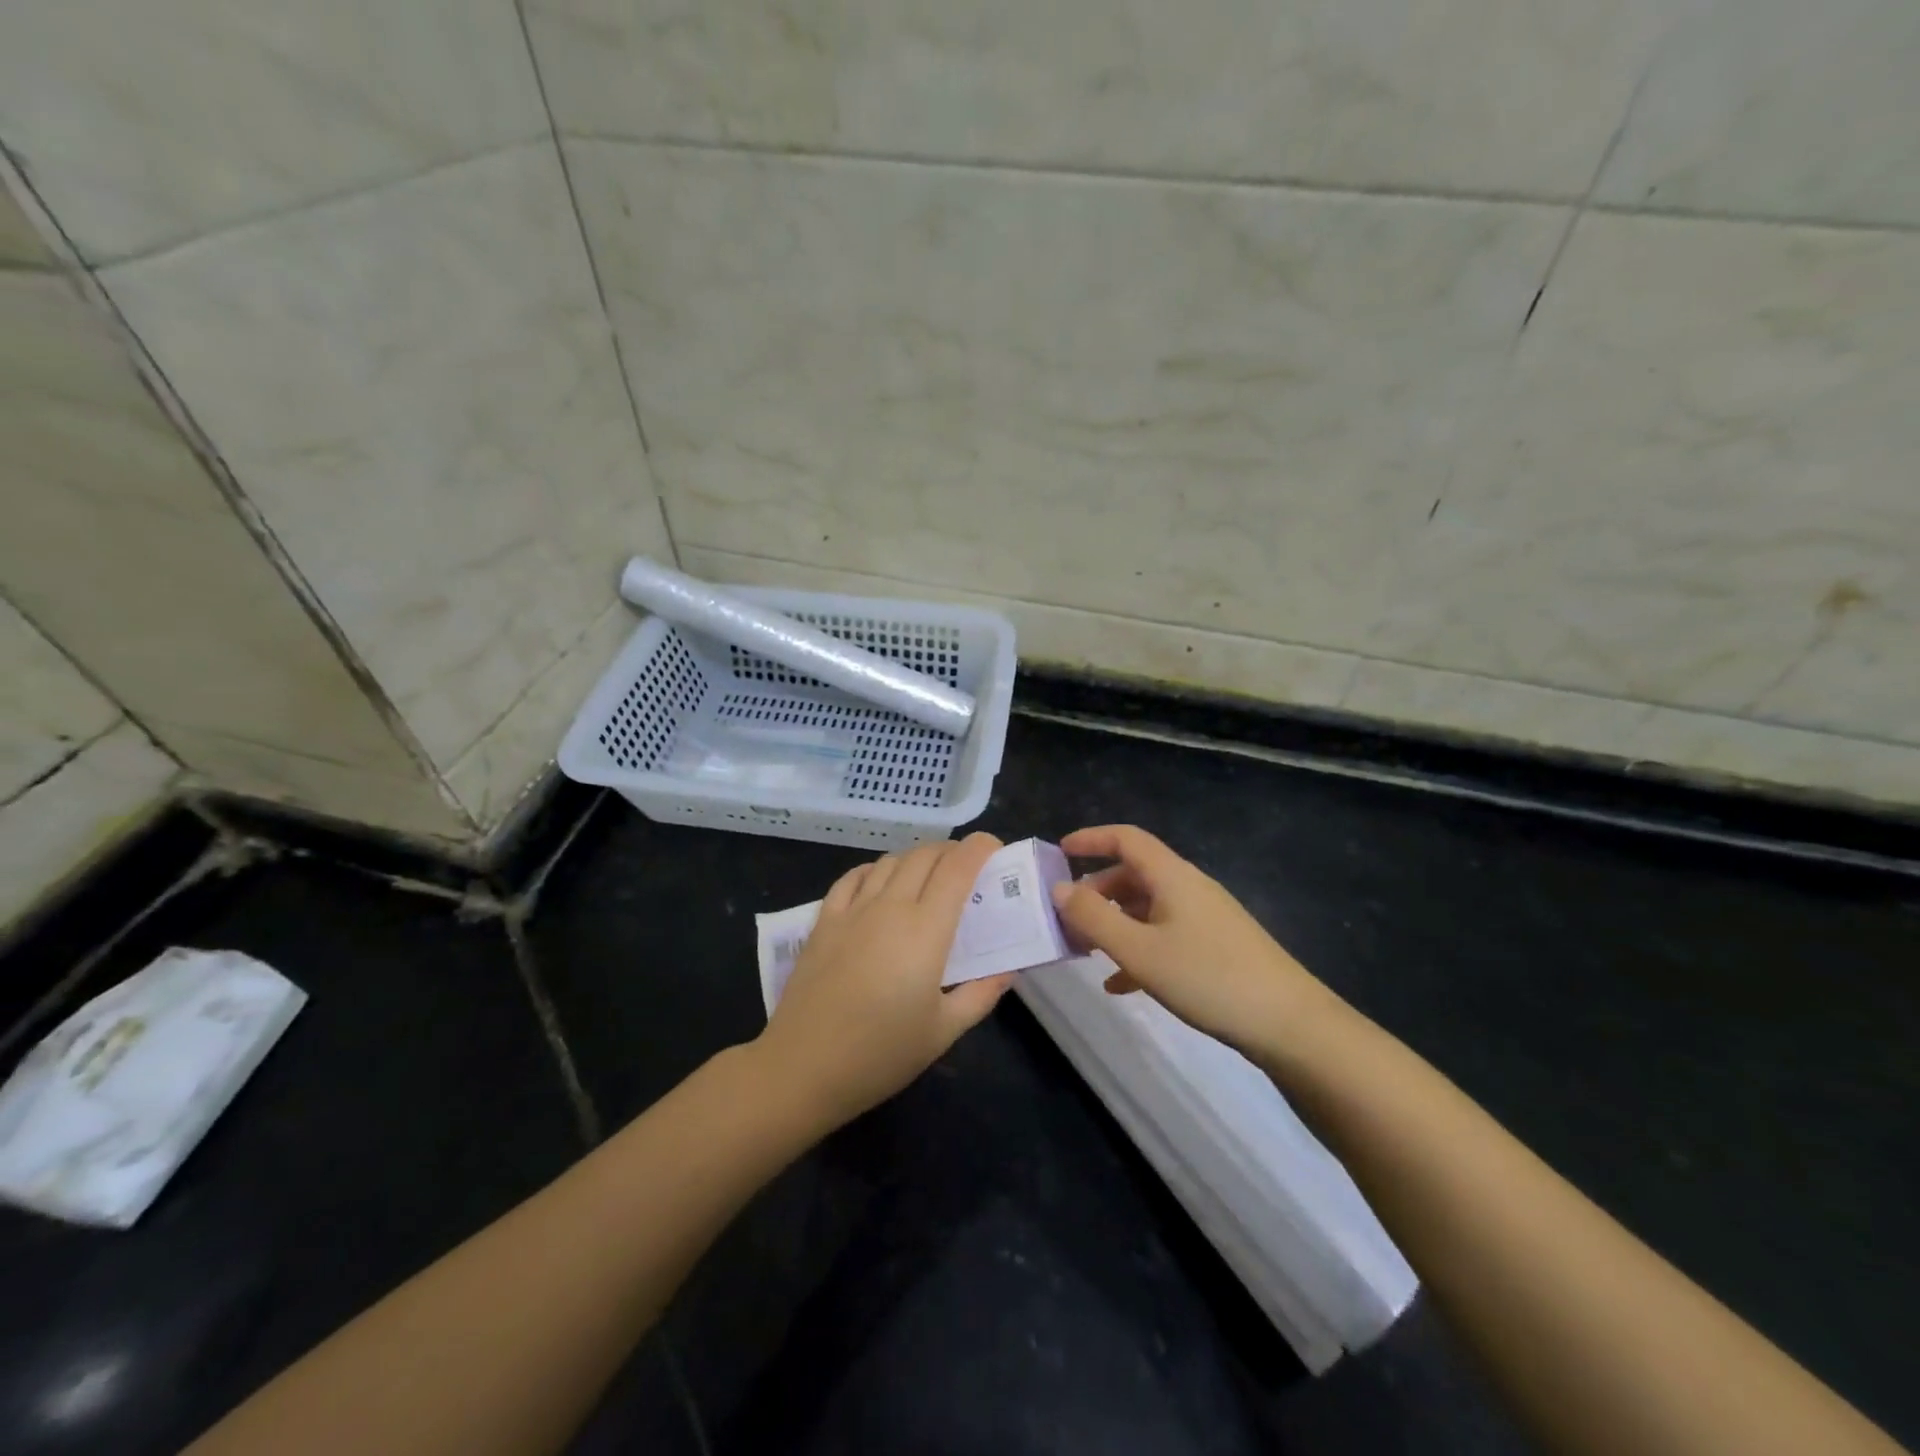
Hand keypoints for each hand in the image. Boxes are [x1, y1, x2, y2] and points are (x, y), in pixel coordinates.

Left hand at [756, 832, 1013, 1128]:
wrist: (802, 1067)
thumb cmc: (881, 1054)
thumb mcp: (944, 1032)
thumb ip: (982, 994)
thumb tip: (1009, 969)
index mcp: (926, 930)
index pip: (958, 868)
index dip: (979, 848)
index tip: (995, 848)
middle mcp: (890, 907)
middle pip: (925, 855)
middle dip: (952, 851)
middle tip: (967, 868)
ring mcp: (853, 910)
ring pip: (890, 861)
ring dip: (916, 858)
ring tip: (929, 876)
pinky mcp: (823, 921)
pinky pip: (852, 877)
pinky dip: (874, 870)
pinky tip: (880, 883)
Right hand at [1049, 825, 1336, 1057]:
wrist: (1290, 1025)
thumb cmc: (1208, 978)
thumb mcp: (1139, 950)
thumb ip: (1093, 918)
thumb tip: (1059, 888)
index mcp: (1172, 876)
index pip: (1126, 839)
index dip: (1091, 838)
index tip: (1059, 852)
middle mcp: (1188, 888)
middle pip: (1133, 875)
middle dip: (1095, 892)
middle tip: (1066, 919)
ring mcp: (1205, 918)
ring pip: (1147, 908)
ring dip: (1114, 924)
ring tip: (1085, 952)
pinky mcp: (1216, 947)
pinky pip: (1165, 936)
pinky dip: (1138, 950)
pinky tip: (1121, 985)